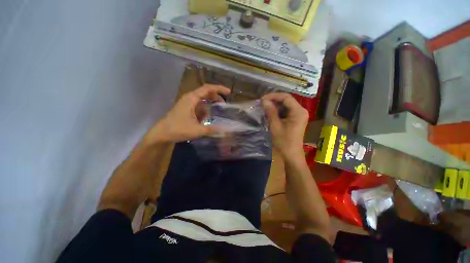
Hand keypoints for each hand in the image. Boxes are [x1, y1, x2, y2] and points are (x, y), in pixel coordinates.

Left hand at [144, 84, 230, 144]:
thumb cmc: (178, 129)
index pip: (208, 88)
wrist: (161, 134)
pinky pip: (199, 107)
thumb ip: (212, 129)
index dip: (219, 89)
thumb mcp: (197, 130)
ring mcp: (187, 103)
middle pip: (206, 93)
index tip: (229, 92)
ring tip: (217, 113)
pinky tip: (206, 119)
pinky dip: (204, 111)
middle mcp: (189, 98)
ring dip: (210, 105)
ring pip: (202, 101)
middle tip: (224, 105)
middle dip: (216, 98)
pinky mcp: (186, 109)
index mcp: (191, 98)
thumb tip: (225, 130)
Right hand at [262, 93, 307, 158]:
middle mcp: (301, 110)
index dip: (273, 96)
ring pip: (286, 105)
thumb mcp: (275, 126)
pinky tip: (270, 113)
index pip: (286, 97)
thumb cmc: (284, 141)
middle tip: (262, 103)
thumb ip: (270, 112)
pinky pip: (286, 111)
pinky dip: (278, 111)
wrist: (291, 154)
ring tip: (264, 108)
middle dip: (274, 100)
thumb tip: (264, 101)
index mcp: (298, 111)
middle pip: (287, 100)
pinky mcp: (296, 118)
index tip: (262, 99)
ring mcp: (299, 114)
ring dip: (275, 106)